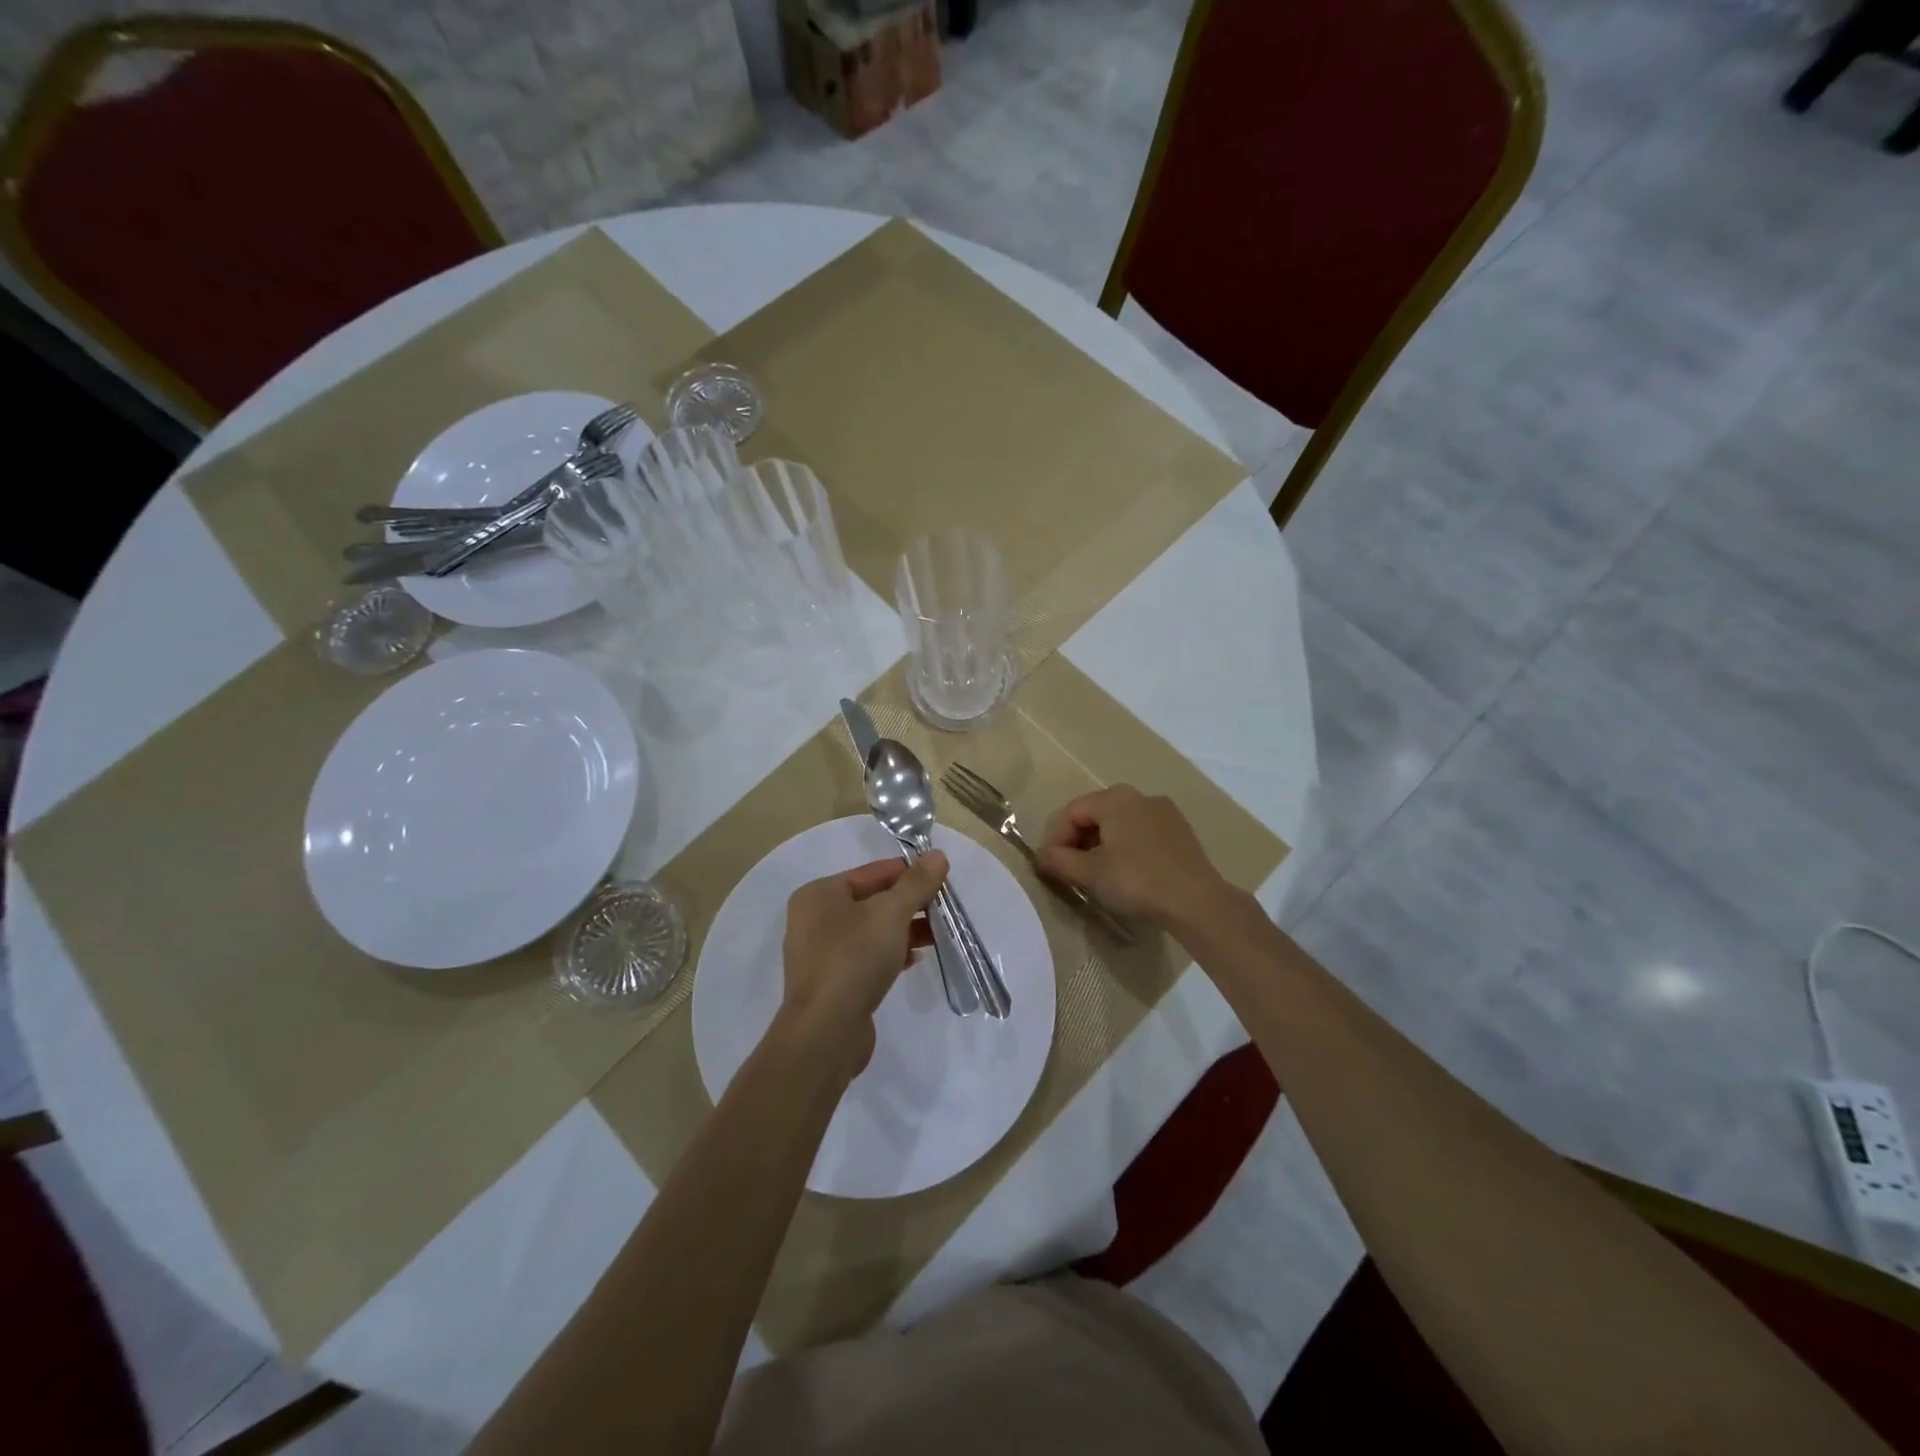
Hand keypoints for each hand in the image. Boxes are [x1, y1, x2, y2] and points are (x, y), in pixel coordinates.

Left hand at [778, 853, 947, 1080]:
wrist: (825, 1032)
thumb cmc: (854, 959)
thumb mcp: (891, 913)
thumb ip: (916, 883)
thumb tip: (937, 855)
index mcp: (819, 894)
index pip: (871, 872)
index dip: (908, 873)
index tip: (941, 879)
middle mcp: (814, 919)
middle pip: (871, 900)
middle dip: (909, 903)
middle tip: (943, 907)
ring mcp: (821, 953)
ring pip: (871, 930)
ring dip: (904, 929)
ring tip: (938, 933)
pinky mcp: (832, 982)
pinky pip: (866, 956)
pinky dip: (890, 952)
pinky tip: (915, 958)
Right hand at [1035, 785, 1228, 925]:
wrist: (1196, 901)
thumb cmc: (1136, 879)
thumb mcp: (1089, 873)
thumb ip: (1059, 861)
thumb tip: (1041, 855)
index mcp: (1114, 798)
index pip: (1071, 812)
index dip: (1055, 838)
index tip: (1051, 867)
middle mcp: (1139, 796)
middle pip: (1096, 815)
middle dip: (1078, 842)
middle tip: (1072, 872)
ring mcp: (1165, 812)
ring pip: (1120, 824)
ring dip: (1102, 846)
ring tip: (1098, 876)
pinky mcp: (1181, 832)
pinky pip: (1142, 834)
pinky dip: (1127, 849)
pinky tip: (1128, 875)